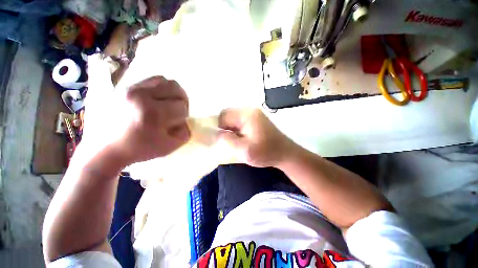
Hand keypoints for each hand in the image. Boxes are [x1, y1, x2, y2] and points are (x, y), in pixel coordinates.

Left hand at [81, 76, 189, 167]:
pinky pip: (150, 79)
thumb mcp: (169, 146)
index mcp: (153, 113)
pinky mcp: (124, 87)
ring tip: (168, 102)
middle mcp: (141, 96)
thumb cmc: (139, 149)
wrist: (105, 148)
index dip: (183, 116)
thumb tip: (186, 121)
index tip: (176, 123)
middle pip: (175, 88)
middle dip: (182, 100)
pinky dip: (160, 88)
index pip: (181, 107)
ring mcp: (130, 88)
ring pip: (164, 80)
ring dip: (172, 92)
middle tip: (178, 109)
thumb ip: (185, 132)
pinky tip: (157, 98)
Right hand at [218, 108, 294, 166]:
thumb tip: (217, 133)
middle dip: (226, 128)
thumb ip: (227, 140)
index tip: (223, 139)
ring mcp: (254, 114)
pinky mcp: (257, 119)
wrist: (285, 153)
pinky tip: (243, 138)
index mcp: (247, 115)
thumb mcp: (244, 150)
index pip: (224, 115)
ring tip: (238, 141)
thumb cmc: (266, 152)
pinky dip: (238, 129)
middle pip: (229, 115)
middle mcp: (250, 110)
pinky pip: (241, 121)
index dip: (219, 127)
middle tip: (231, 141)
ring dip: (232, 129)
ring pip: (234, 118)